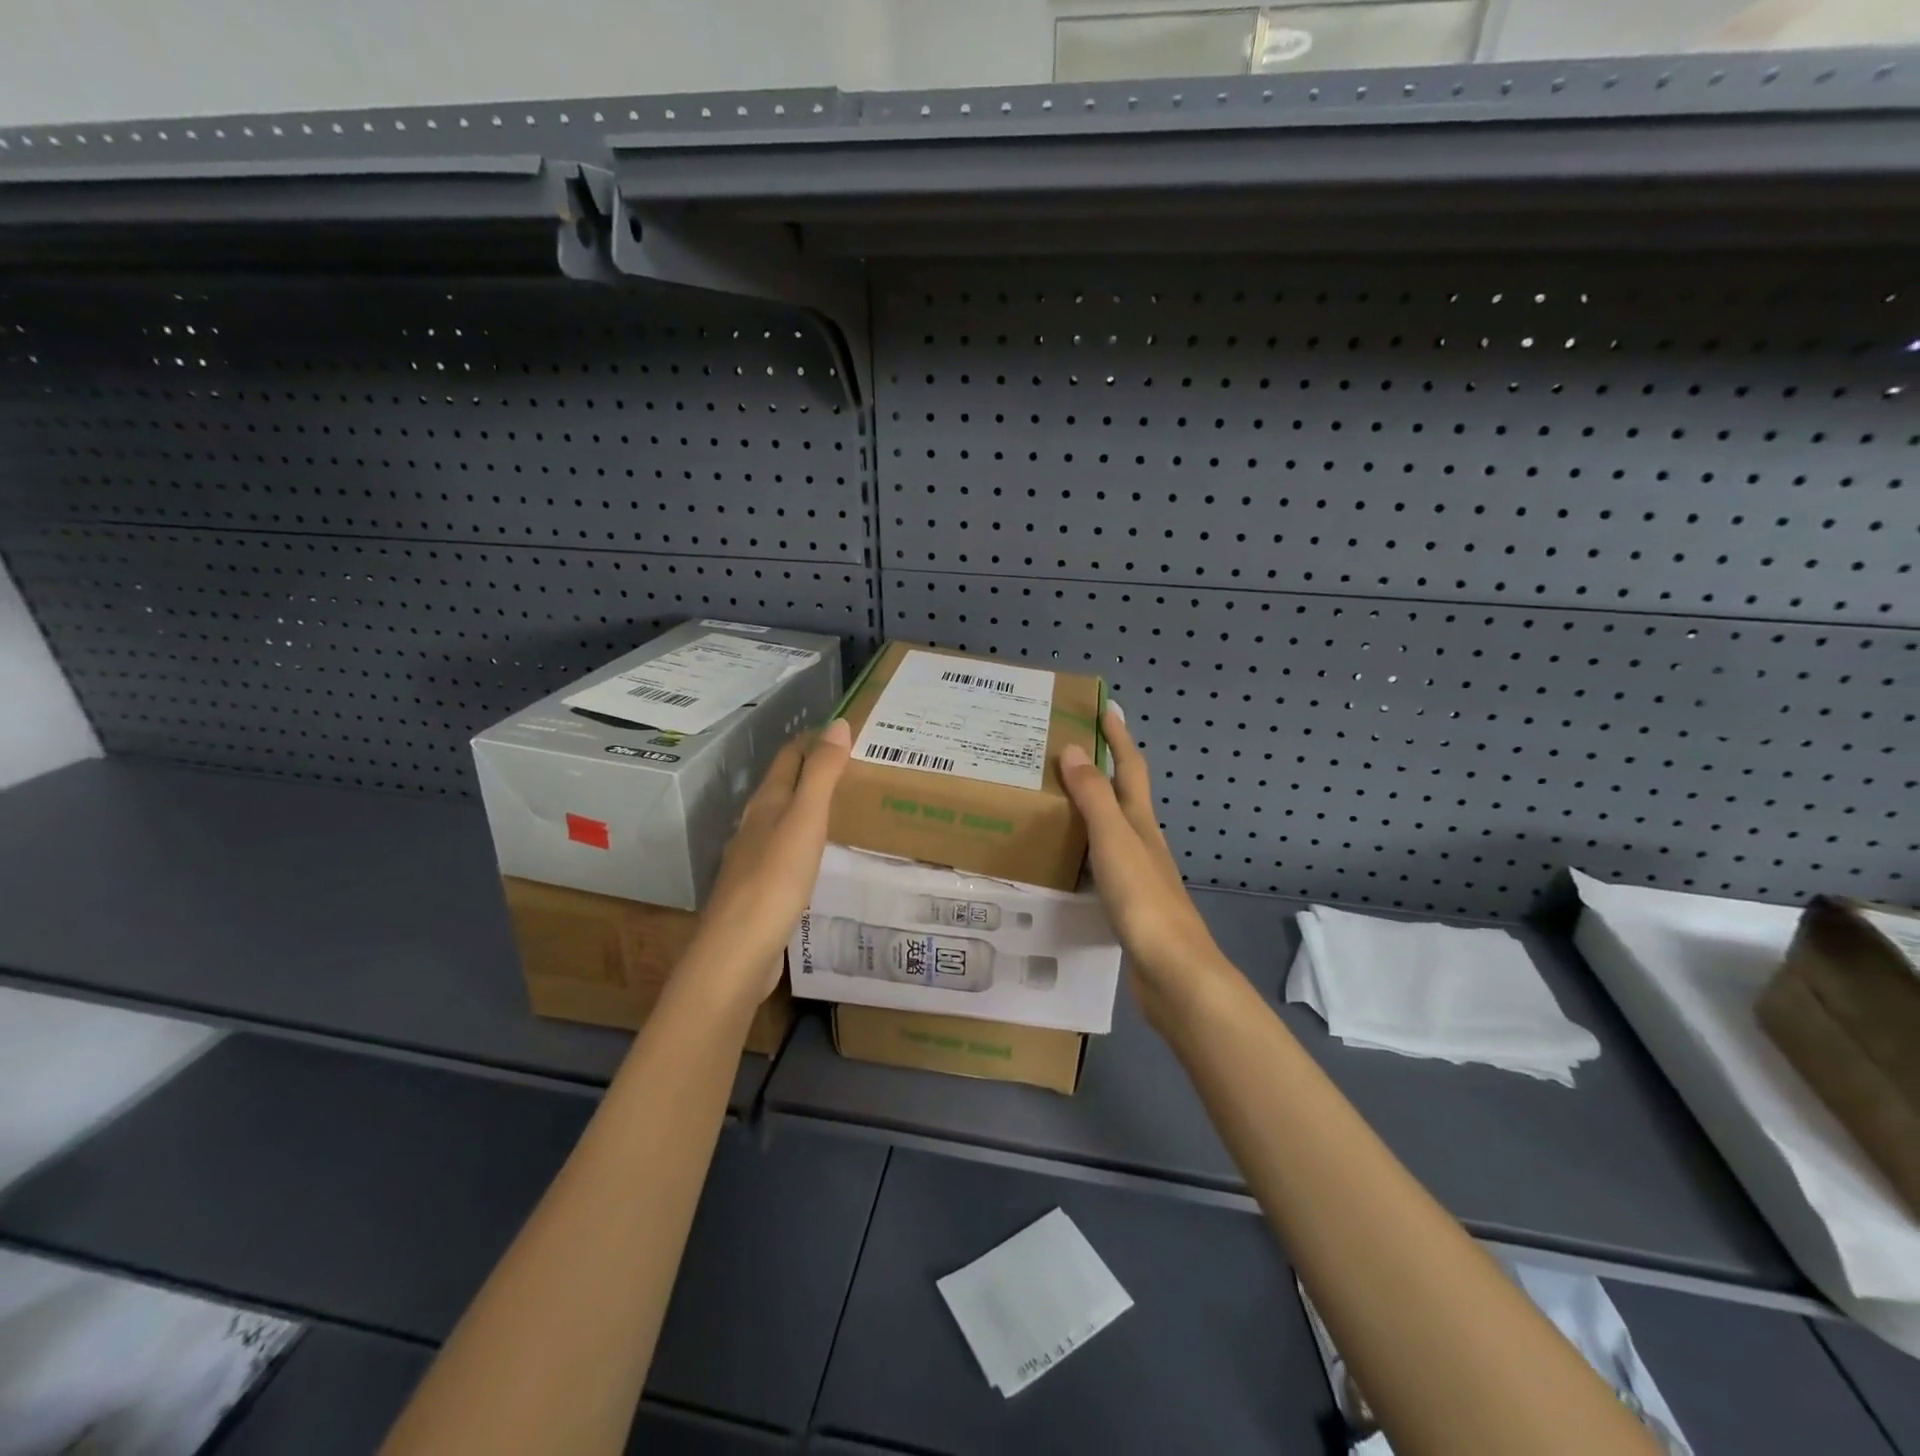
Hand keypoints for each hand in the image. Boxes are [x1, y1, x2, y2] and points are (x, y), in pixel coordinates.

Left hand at [684, 718, 851, 1002]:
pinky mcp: (760, 891)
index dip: (812, 739)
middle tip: (852, 764)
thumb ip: (822, 773)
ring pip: (783, 820)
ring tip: (842, 804)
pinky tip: (818, 855)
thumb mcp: (805, 820)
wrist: (739, 951)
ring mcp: (754, 859)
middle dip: (811, 770)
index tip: (842, 729)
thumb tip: (838, 724)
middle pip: (783, 786)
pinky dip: (804, 841)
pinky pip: (785, 852)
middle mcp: (756, 825)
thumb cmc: (775, 879)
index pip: (789, 757)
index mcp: (766, 803)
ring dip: (807, 806)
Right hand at [1058, 704, 1231, 1029]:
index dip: (1118, 737)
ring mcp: (1137, 874)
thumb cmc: (1144, 899)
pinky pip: (1100, 862)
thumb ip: (1093, 796)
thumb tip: (1071, 749)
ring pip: (1110, 829)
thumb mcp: (1115, 840)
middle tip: (1064, 752)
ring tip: (1053, 800)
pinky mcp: (1127, 903)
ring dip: (1088, 809)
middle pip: (1122, 795)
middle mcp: (1142, 841)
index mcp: (1140, 822)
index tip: (1105, 708)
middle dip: (1101, 768)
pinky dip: (1083, 849)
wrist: (1173, 971)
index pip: (1129, 767)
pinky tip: (1064, 860)